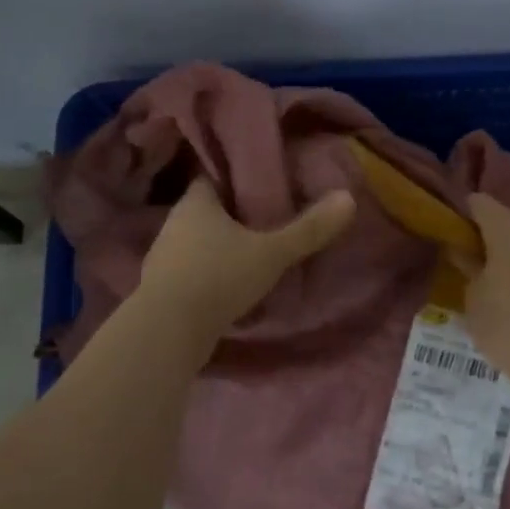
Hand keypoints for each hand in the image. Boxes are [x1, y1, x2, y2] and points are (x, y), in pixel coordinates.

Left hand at [137, 177, 356, 339]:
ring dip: (218, 246)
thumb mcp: (272, 252)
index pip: (213, 176)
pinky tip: (227, 284)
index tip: (261, 182)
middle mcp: (174, 222)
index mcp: (195, 202)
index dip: (235, 178)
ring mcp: (163, 256)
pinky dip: (207, 273)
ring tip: (250, 251)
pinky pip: (189, 270)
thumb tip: (348, 198)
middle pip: (206, 209)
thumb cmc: (219, 277)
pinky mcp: (161, 288)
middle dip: (231, 214)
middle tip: (264, 217)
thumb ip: (309, 229)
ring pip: (196, 241)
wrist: (168, 332)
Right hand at [461, 194, 509, 388]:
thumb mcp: (472, 298)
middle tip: (472, 264)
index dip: (462, 214)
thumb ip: (467, 266)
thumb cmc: (508, 326)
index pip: (479, 203)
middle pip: (509, 221)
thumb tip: (462, 251)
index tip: (451, 234)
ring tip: (501, 285)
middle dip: (490, 237)